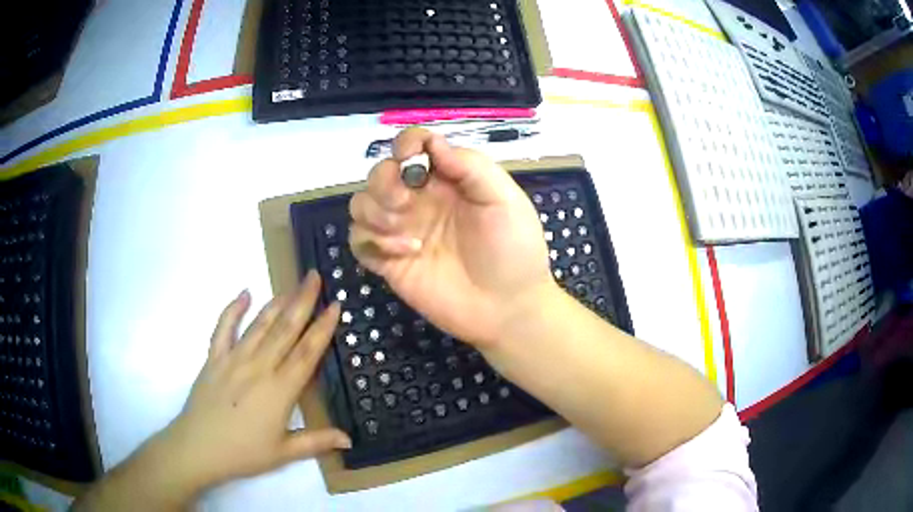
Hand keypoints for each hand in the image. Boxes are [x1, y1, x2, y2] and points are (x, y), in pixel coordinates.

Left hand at [151, 272, 349, 493]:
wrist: (199, 447)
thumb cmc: (244, 452)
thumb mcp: (284, 452)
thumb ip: (317, 441)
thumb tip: (349, 438)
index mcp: (280, 390)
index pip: (307, 352)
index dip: (323, 327)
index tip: (336, 305)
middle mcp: (259, 366)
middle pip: (285, 329)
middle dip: (302, 301)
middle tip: (314, 276)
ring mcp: (234, 359)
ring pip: (259, 324)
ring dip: (277, 302)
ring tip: (291, 285)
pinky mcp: (214, 358)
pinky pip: (224, 328)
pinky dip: (233, 309)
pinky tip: (244, 294)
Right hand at [349, 128, 555, 346]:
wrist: (507, 308)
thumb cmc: (514, 250)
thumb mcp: (504, 200)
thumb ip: (470, 167)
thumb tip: (432, 143)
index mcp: (447, 179)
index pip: (415, 146)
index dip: (406, 142)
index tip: (408, 156)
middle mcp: (420, 199)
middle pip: (380, 172)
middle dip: (384, 181)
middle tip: (404, 203)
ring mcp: (402, 230)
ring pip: (361, 204)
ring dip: (374, 211)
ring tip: (405, 233)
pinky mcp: (389, 261)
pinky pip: (359, 240)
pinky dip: (371, 240)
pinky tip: (404, 253)